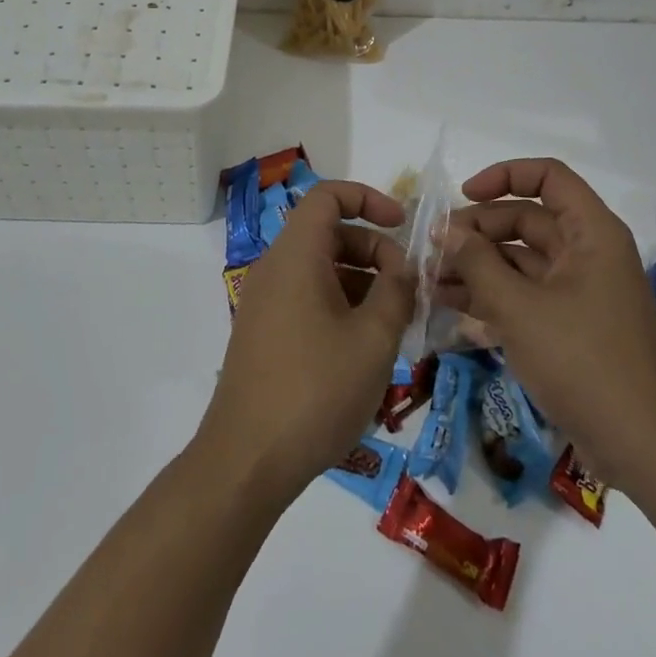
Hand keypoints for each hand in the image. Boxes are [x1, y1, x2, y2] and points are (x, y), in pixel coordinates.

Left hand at [196, 181, 413, 502]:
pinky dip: (340, 305)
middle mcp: (274, 268)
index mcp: (295, 255)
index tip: (403, 225)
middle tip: (408, 289)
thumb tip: (405, 268)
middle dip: (374, 250)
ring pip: (320, 269)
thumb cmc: (315, 390)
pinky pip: (306, 297)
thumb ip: (397, 292)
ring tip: (395, 324)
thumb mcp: (373, 339)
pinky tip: (365, 348)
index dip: (368, 199)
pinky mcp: (263, 332)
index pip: (327, 196)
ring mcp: (264, 301)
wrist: (247, 460)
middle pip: (327, 233)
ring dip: (361, 283)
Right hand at [440, 158, 655, 488]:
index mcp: (591, 233)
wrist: (641, 447)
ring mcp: (579, 290)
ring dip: (477, 264)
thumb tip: (444, 229)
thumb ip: (477, 262)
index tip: (462, 196)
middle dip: (477, 230)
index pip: (548, 176)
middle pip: (526, 219)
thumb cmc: (582, 361)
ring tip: (429, 278)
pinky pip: (524, 293)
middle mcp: (587, 252)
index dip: (503, 176)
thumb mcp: (518, 307)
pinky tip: (449, 305)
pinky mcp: (569, 324)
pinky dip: (490, 294)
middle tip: (433, 249)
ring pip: (520, 259)